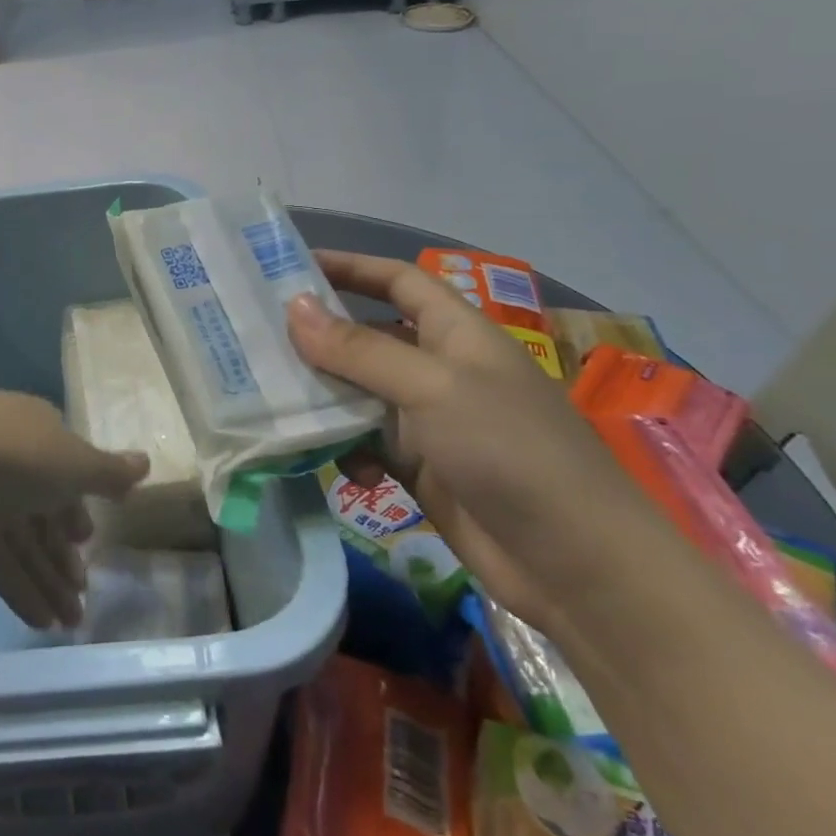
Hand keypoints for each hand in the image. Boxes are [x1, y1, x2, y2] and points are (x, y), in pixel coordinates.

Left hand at [0, 392, 148, 630]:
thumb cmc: (16, 454)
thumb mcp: (74, 462)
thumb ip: (109, 472)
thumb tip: (146, 463)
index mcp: (40, 433)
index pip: (66, 471)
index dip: (80, 507)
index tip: (90, 541)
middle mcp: (13, 459)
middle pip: (45, 511)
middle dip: (65, 554)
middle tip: (85, 595)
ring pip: (23, 538)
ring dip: (47, 578)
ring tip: (72, 624)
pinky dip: (19, 586)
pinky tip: (42, 622)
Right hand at [286, 253, 652, 629]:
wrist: (579, 569)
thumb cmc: (511, 452)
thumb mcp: (432, 388)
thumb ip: (359, 349)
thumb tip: (293, 306)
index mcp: (456, 333)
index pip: (397, 281)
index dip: (350, 267)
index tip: (291, 266)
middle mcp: (439, 369)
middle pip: (368, 337)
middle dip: (319, 335)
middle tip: (256, 334)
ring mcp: (429, 421)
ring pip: (359, 392)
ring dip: (321, 394)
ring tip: (268, 394)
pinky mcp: (421, 468)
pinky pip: (365, 442)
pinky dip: (341, 446)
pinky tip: (322, 459)